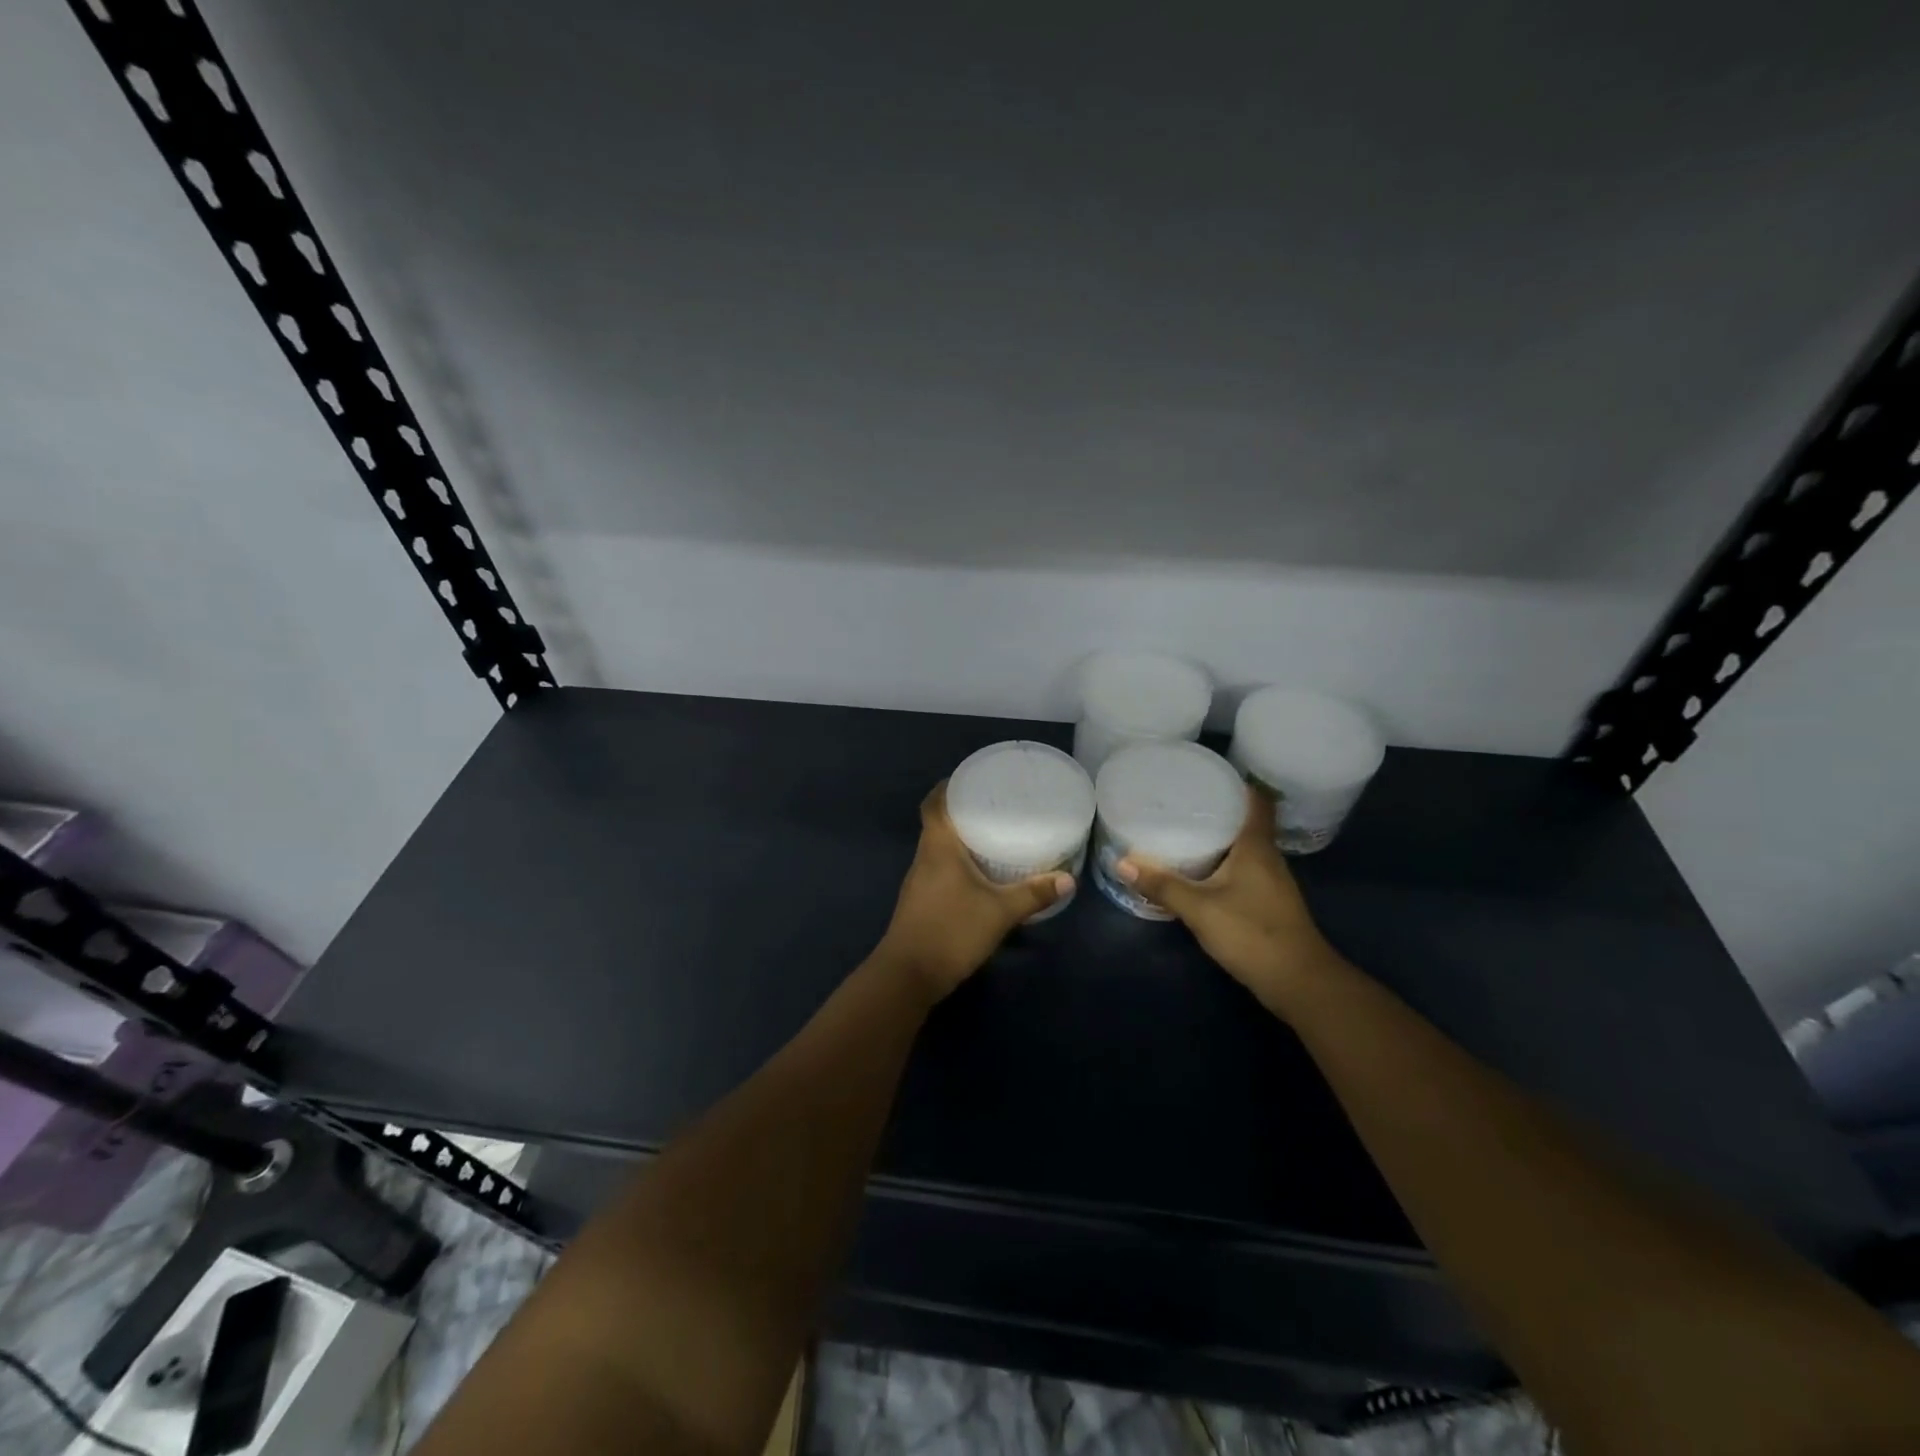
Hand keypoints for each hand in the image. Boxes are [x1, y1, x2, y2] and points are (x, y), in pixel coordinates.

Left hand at [873, 784, 1073, 1001]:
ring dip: (959, 839)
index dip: (948, 787)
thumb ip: (1033, 894)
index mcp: (937, 846)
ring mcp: (919, 881)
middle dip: (961, 811)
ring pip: (938, 848)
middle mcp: (924, 857)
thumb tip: (1069, 879)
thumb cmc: (952, 931)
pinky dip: (957, 863)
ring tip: (992, 834)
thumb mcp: (1000, 912)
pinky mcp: (921, 902)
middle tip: (995, 806)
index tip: (972, 779)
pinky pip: (939, 869)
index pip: (934, 803)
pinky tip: (979, 873)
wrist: (909, 976)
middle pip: (937, 823)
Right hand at [1118, 786, 1341, 1013]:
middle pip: (1247, 822)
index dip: (1238, 783)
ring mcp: (1271, 883)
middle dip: (1218, 809)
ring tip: (1183, 829)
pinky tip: (1199, 871)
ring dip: (1220, 838)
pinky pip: (1242, 870)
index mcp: (1256, 847)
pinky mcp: (1267, 904)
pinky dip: (1222, 864)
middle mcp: (1268, 858)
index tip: (1209, 773)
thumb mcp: (1199, 908)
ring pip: (1244, 848)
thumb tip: (1122, 862)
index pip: (1257, 801)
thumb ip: (1162, 885)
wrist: (1299, 983)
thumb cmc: (1252, 933)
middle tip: (1181, 801)